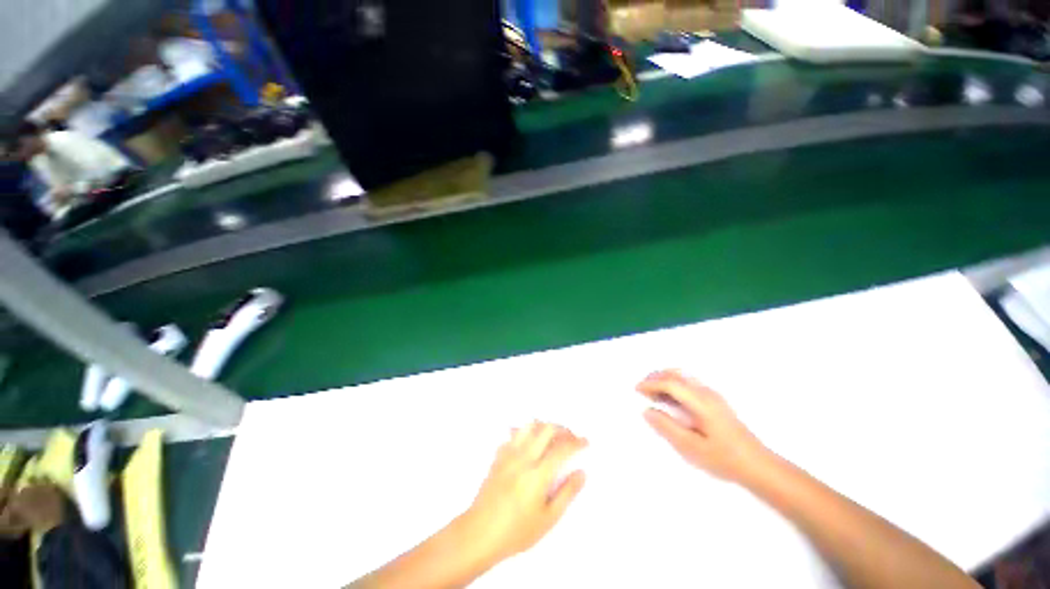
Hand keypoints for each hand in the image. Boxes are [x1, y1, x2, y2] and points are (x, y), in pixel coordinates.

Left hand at [459, 422, 586, 565]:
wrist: (479, 533)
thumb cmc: (516, 531)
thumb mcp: (547, 519)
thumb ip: (567, 493)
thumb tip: (582, 472)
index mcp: (538, 474)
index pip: (562, 448)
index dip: (576, 442)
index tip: (586, 442)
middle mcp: (524, 457)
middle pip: (546, 429)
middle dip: (562, 428)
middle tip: (571, 437)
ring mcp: (509, 454)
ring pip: (529, 426)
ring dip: (544, 426)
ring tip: (552, 435)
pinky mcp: (498, 455)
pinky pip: (514, 434)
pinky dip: (525, 432)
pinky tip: (529, 442)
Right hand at [638, 370, 770, 482]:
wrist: (758, 465)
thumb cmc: (724, 459)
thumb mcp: (692, 447)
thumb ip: (667, 427)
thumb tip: (647, 411)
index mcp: (701, 401)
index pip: (670, 382)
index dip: (650, 383)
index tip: (636, 390)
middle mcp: (706, 392)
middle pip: (676, 374)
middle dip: (655, 377)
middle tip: (641, 389)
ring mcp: (712, 395)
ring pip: (682, 376)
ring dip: (664, 379)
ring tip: (652, 394)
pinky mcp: (715, 400)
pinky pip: (688, 383)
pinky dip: (673, 384)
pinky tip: (669, 399)